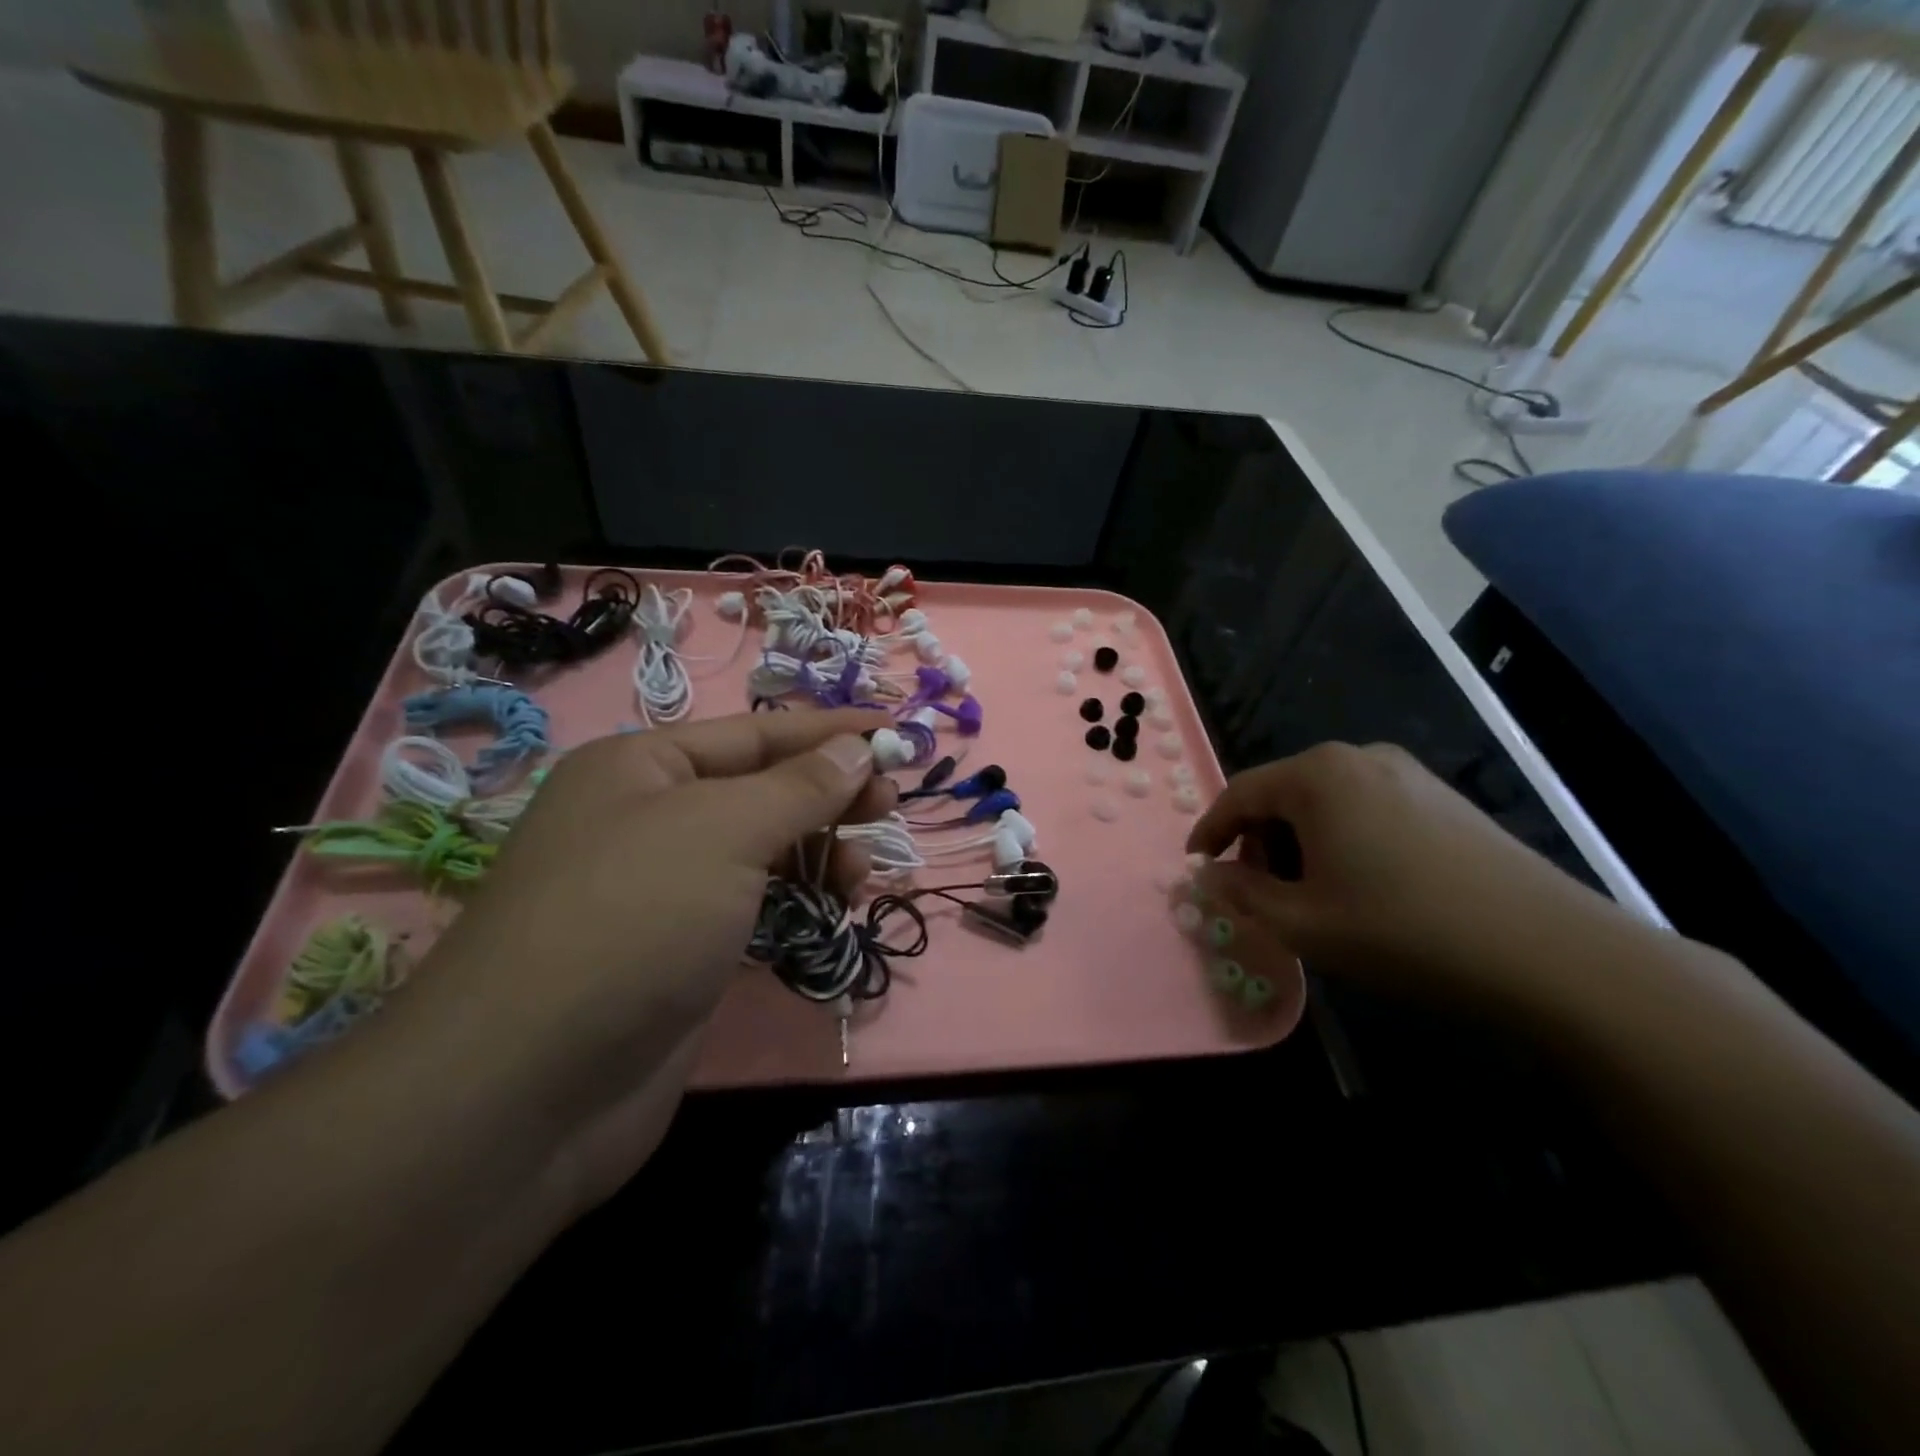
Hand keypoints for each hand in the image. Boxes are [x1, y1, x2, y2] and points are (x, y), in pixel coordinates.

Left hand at [398, 708, 893, 1217]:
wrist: (529, 1091)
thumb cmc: (632, 920)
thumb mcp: (724, 831)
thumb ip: (800, 787)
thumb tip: (857, 749)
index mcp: (643, 768)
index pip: (757, 734)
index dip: (829, 732)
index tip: (895, 731)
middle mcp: (648, 819)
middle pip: (762, 790)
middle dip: (829, 794)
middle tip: (890, 806)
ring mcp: (663, 891)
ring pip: (763, 852)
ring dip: (818, 853)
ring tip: (862, 873)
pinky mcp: (680, 953)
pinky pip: (755, 906)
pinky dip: (797, 901)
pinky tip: (832, 909)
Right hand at [1185, 742, 1622, 1006]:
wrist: (1551, 954)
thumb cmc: (1404, 932)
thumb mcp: (1303, 923)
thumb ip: (1242, 894)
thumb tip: (1209, 875)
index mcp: (1317, 776)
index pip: (1239, 794)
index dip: (1210, 830)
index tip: (1196, 864)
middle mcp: (1358, 758)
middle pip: (1282, 793)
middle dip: (1258, 839)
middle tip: (1256, 889)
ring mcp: (1407, 773)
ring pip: (1324, 802)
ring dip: (1299, 842)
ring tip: (1308, 893)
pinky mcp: (1443, 798)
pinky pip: (1365, 808)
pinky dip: (1341, 839)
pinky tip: (1360, 885)